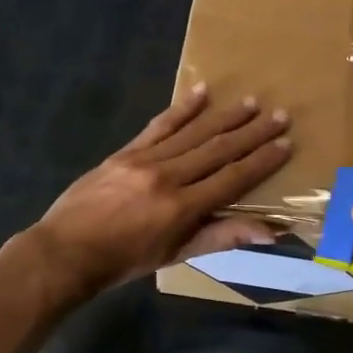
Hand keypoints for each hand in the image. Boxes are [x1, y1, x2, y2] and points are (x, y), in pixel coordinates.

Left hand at [28, 84, 291, 297]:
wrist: (66, 251)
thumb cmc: (124, 261)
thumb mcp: (175, 255)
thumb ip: (221, 237)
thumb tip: (269, 232)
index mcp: (182, 207)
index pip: (233, 178)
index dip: (262, 161)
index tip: (286, 144)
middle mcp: (168, 177)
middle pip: (218, 149)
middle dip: (252, 132)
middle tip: (280, 115)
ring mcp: (145, 160)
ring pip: (193, 132)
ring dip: (225, 116)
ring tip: (251, 102)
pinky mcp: (126, 151)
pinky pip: (159, 125)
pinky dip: (182, 108)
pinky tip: (201, 91)